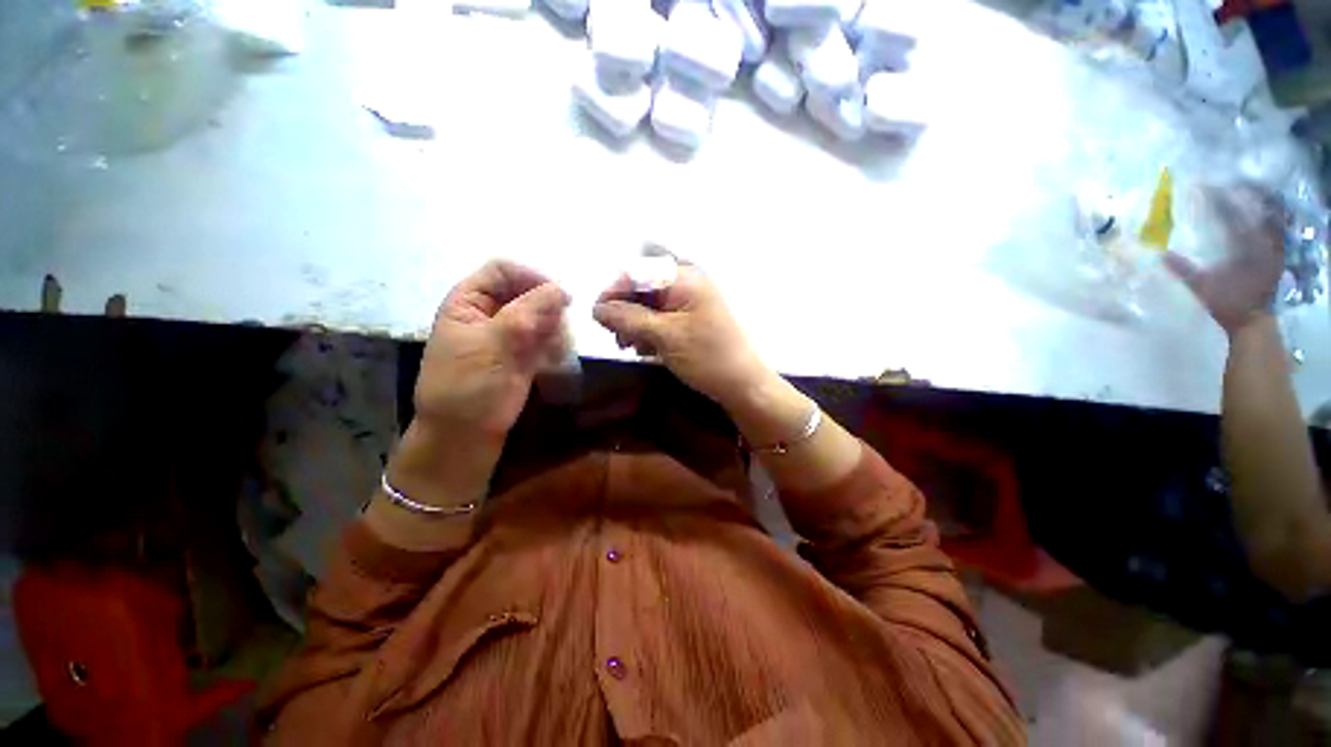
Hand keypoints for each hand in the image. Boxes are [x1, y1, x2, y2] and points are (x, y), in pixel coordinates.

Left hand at [415, 260, 569, 439]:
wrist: (465, 436)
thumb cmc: (469, 387)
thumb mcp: (493, 344)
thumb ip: (527, 312)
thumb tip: (562, 288)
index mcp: (469, 301)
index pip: (503, 270)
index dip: (530, 277)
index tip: (558, 297)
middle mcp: (491, 313)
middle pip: (527, 292)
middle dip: (547, 309)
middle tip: (557, 332)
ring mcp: (509, 335)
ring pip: (542, 316)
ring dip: (554, 330)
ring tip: (555, 351)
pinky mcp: (525, 355)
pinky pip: (547, 338)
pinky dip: (555, 346)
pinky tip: (554, 360)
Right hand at [592, 262, 768, 405]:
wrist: (742, 384)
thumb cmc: (706, 356)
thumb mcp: (664, 336)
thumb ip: (628, 317)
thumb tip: (596, 308)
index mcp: (684, 279)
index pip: (638, 273)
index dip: (613, 291)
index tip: (596, 316)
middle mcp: (687, 284)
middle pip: (643, 289)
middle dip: (624, 312)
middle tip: (615, 337)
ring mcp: (690, 303)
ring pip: (650, 306)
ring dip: (634, 324)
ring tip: (628, 347)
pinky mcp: (691, 321)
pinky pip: (662, 319)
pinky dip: (648, 332)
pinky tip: (644, 349)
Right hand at [1165, 185, 1285, 336]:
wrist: (1252, 321)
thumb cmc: (1228, 304)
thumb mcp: (1203, 288)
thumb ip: (1184, 270)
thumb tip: (1161, 255)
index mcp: (1245, 247)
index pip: (1231, 215)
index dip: (1218, 199)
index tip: (1205, 186)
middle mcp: (1262, 243)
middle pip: (1254, 210)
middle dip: (1242, 195)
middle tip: (1226, 182)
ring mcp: (1271, 249)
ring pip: (1267, 218)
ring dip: (1255, 204)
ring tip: (1242, 192)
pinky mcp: (1274, 255)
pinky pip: (1272, 229)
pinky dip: (1264, 218)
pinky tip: (1256, 213)